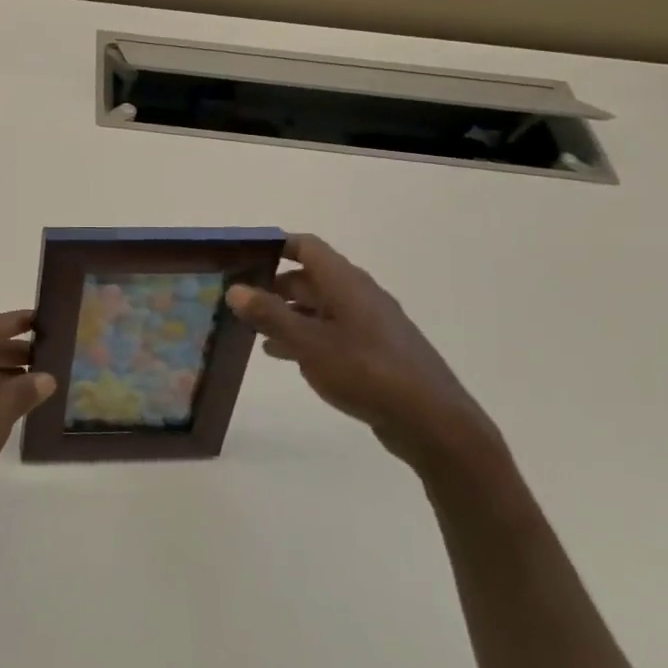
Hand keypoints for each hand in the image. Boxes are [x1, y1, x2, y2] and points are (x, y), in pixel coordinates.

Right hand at [226, 235, 498, 474]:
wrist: (433, 422)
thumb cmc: (367, 372)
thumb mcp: (309, 343)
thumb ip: (270, 314)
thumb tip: (235, 288)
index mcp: (346, 283)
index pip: (307, 247)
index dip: (275, 246)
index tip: (242, 256)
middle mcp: (359, 295)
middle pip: (310, 278)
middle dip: (273, 285)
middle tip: (238, 298)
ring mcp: (369, 324)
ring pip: (319, 307)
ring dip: (286, 313)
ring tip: (251, 328)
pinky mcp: (374, 351)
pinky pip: (331, 332)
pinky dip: (304, 336)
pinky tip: (282, 354)